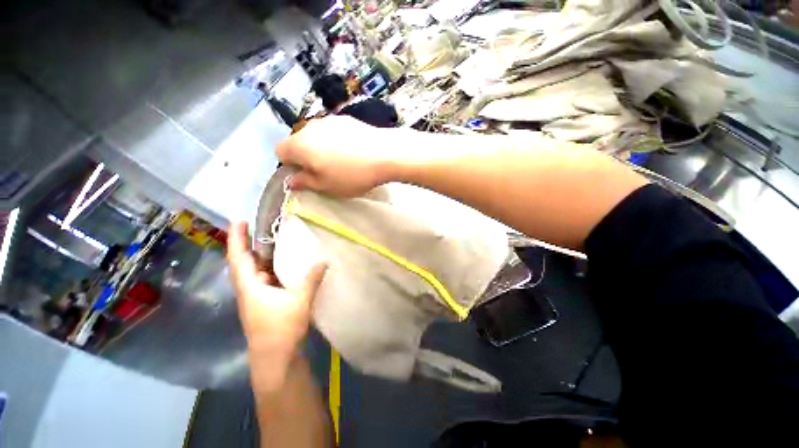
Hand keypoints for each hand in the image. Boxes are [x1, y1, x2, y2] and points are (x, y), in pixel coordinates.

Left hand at [227, 222, 326, 388]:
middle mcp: (249, 288)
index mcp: (250, 286)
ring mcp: (256, 296)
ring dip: (263, 255)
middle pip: (245, 261)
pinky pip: (266, 278)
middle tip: (264, 226)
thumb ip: (311, 279)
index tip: (239, 220)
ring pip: (256, 270)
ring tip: (276, 240)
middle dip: (250, 243)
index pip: (238, 257)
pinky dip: (272, 268)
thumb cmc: (281, 328)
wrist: (275, 357)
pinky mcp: (265, 302)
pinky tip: (286, 264)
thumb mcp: (299, 301)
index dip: (236, 238)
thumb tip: (324, 260)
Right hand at [276, 115, 392, 195]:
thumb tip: (291, 181)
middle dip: (306, 156)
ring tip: (342, 161)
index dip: (291, 165)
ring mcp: (329, 120)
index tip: (308, 175)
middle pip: (298, 142)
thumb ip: (305, 183)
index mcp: (299, 145)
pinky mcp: (346, 119)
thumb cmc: (352, 175)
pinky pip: (333, 131)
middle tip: (326, 171)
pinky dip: (336, 141)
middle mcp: (310, 127)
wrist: (384, 154)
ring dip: (322, 148)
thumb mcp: (327, 186)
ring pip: (316, 136)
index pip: (280, 151)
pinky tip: (353, 151)